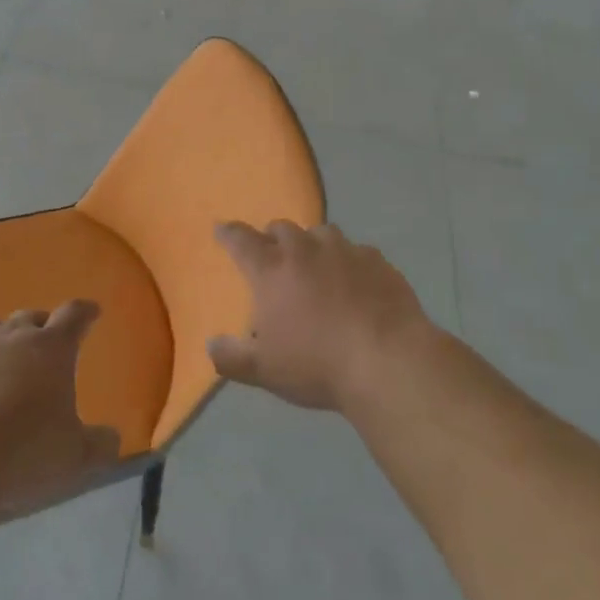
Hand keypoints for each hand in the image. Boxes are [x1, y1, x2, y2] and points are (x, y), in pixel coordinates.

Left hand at [0, 300, 121, 517]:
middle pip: (29, 317)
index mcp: (51, 349)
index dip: (85, 313)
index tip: (92, 311)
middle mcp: (11, 337)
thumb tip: (112, 438)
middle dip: (40, 326)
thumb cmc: (21, 454)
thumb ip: (99, 445)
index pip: (74, 316)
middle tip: (44, 343)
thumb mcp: (74, 458)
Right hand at [208, 221, 429, 411]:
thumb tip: (211, 345)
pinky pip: (357, 251)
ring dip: (311, 244)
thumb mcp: (264, 371)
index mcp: (271, 269)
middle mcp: (304, 250)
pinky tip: (356, 282)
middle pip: (281, 228)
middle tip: (273, 256)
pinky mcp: (377, 261)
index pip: (241, 240)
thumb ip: (232, 357)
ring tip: (316, 265)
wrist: (387, 361)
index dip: (228, 233)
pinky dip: (349, 261)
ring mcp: (344, 250)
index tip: (222, 229)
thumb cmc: (317, 365)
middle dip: (272, 238)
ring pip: (320, 232)